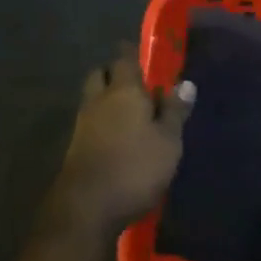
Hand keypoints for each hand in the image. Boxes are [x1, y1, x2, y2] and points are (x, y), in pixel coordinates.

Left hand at [50, 47, 194, 232]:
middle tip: (135, 82)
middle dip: (115, 73)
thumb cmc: (135, 167)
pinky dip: (102, 122)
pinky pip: (90, 122)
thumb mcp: (168, 141)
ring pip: (93, 98)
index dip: (132, 53)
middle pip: (101, 74)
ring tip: (129, 112)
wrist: (87, 207)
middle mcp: (98, 100)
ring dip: (107, 99)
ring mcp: (83, 124)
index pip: (124, 59)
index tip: (141, 52)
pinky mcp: (75, 148)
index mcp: (124, 91)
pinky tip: (117, 137)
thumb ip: (174, 111)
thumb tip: (185, 83)